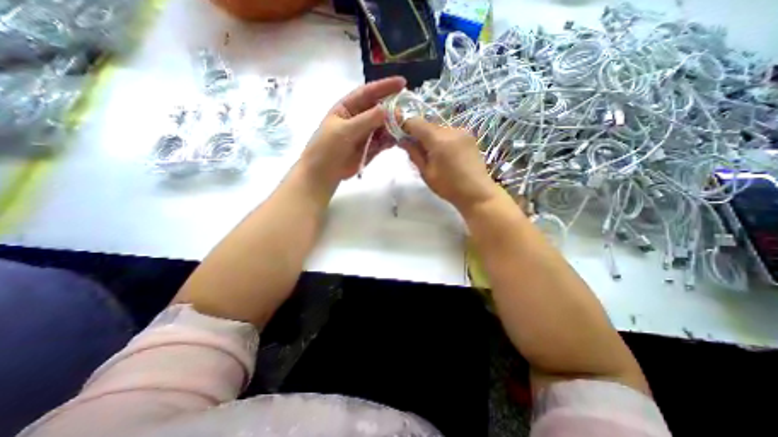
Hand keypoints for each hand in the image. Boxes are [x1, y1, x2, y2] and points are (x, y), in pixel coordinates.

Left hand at [298, 77, 406, 185]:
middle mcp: (359, 118)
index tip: (403, 83)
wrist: (324, 173)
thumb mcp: (345, 130)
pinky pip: (384, 141)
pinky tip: (398, 139)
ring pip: (384, 126)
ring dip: (394, 126)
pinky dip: (391, 140)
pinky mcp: (371, 147)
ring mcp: (366, 133)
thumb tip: (390, 110)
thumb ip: (368, 120)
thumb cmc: (328, 147)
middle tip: (408, 111)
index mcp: (348, 107)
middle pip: (379, 109)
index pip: (368, 92)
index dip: (385, 86)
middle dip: (393, 109)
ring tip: (405, 127)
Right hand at [397, 116, 500, 210]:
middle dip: (417, 133)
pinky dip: (441, 139)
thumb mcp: (426, 173)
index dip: (404, 125)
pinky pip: (449, 133)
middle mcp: (451, 130)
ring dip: (430, 137)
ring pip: (438, 128)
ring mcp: (462, 132)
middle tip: (413, 148)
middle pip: (428, 125)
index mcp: (439, 140)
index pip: (416, 122)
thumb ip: (414, 153)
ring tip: (429, 154)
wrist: (477, 193)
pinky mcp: (469, 137)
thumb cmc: (448, 187)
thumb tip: (402, 140)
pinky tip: (442, 154)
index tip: (399, 135)